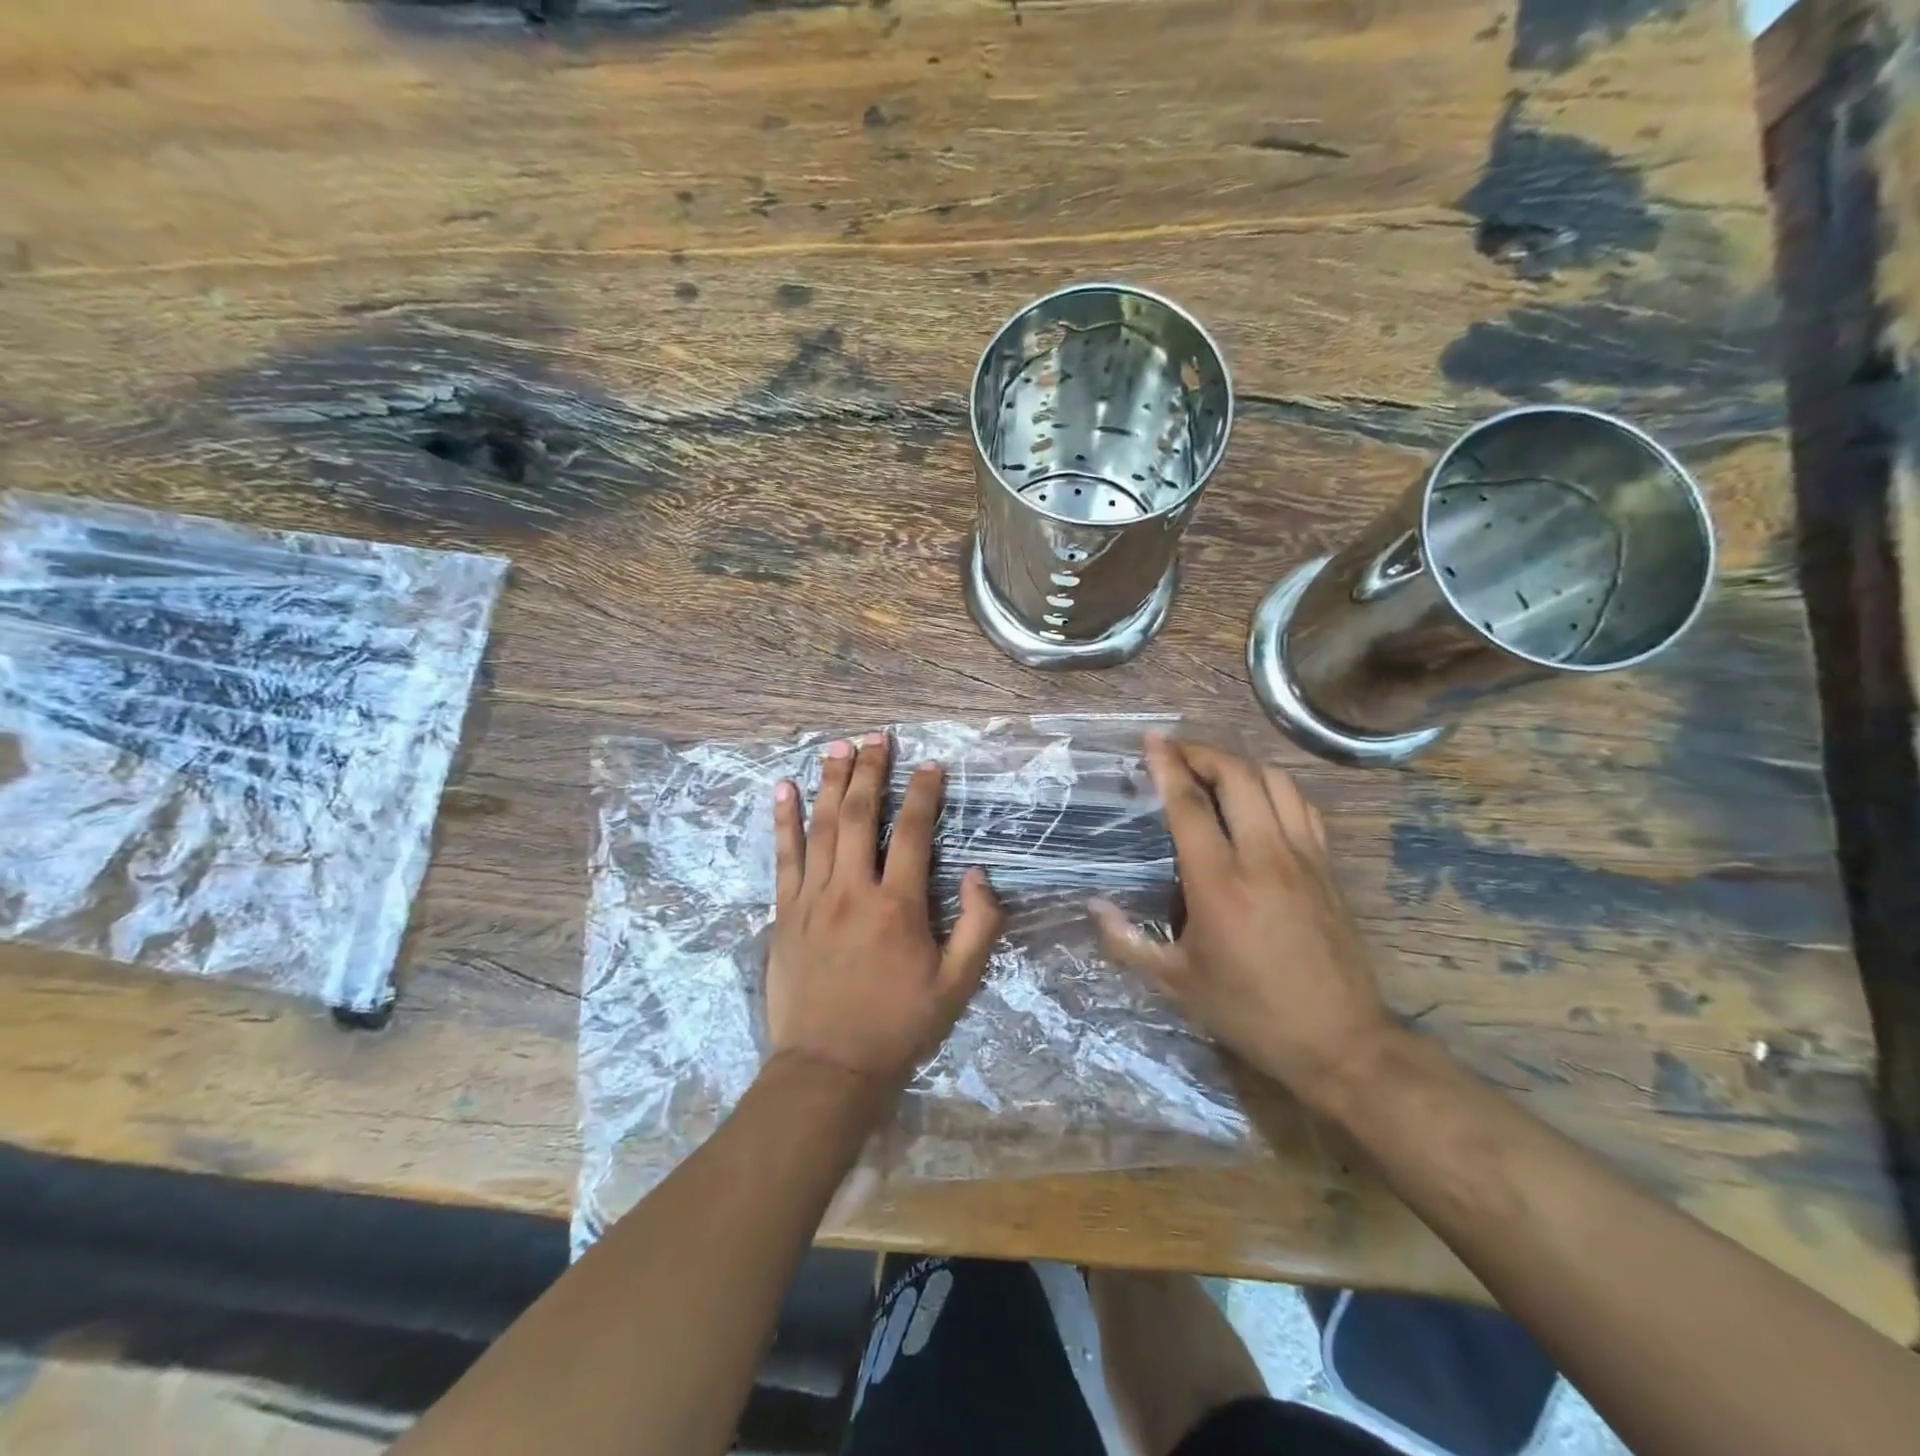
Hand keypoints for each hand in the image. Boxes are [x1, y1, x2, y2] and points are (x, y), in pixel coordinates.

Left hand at [767, 732, 1004, 1094]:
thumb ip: (979, 927)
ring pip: (823, 826)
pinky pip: (784, 857)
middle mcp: (852, 890)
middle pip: (862, 815)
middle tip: (877, 737)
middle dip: (871, 771)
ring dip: (832, 782)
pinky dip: (785, 820)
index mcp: (898, 906)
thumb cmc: (899, 1025)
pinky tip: (784, 789)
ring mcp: (812, 898)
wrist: (829, 1069)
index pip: (913, 832)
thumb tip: (979, 874)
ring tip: (838, 746)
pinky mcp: (784, 913)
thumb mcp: (958, 985)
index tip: (931, 764)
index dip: (924, 793)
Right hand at [1091, 734, 1395, 1109]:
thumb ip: (1127, 942)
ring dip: (1240, 764)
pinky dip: (1276, 787)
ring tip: (1214, 768)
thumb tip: (1094, 906)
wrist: (1340, 1040)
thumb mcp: (1177, 984)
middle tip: (1177, 752)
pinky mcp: (1328, 867)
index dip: (1167, 766)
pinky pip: (1303, 806)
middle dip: (1203, 753)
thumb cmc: (1250, 1011)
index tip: (1151, 741)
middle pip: (1237, 777)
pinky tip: (1260, 797)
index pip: (1189, 806)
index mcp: (1219, 883)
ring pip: (1275, 782)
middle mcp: (1263, 857)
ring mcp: (1303, 858)